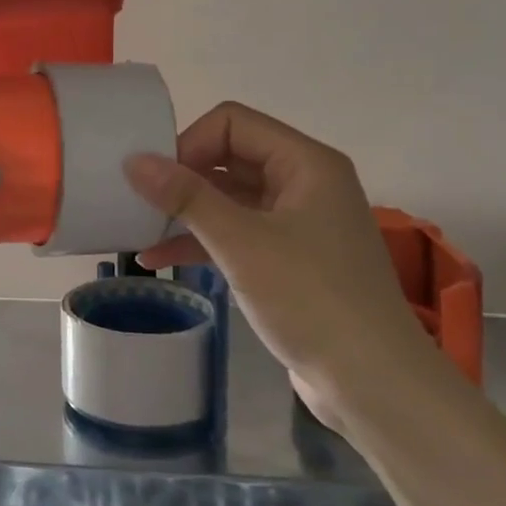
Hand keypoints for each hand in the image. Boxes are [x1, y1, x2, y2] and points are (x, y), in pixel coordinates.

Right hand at [125, 102, 446, 424]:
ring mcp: (297, 223)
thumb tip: (134, 160)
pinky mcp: (289, 260)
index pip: (232, 124)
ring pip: (229, 199)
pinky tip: (157, 260)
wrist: (371, 382)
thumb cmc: (310, 299)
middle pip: (229, 158)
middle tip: (136, 201)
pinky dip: (200, 242)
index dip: (188, 143)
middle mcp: (304, 183)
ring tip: (137, 230)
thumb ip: (186, 197)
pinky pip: (236, 234)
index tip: (153, 180)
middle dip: (181, 178)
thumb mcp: (241, 243)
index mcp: (305, 163)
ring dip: (185, 213)